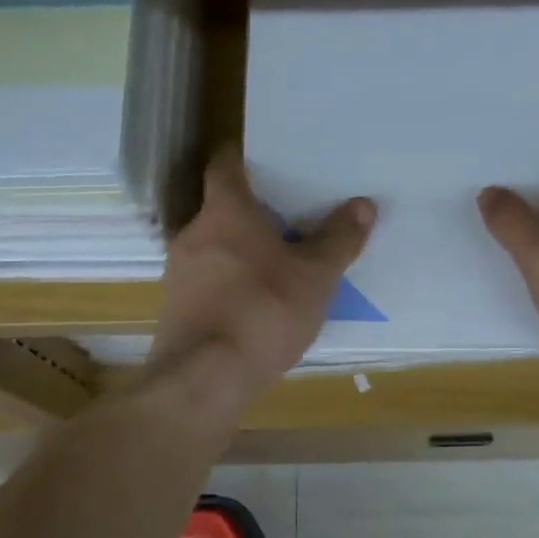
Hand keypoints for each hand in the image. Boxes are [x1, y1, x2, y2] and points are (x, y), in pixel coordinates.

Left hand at [147, 147, 374, 408]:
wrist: (204, 380)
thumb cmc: (262, 312)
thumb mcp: (314, 278)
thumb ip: (338, 240)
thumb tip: (363, 204)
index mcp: (225, 212)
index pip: (225, 165)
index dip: (244, 157)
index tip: (268, 160)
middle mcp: (193, 234)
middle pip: (220, 209)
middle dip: (252, 212)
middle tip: (289, 217)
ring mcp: (178, 273)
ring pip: (213, 248)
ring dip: (240, 251)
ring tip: (277, 264)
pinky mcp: (175, 309)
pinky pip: (207, 282)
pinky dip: (229, 283)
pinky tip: (254, 305)